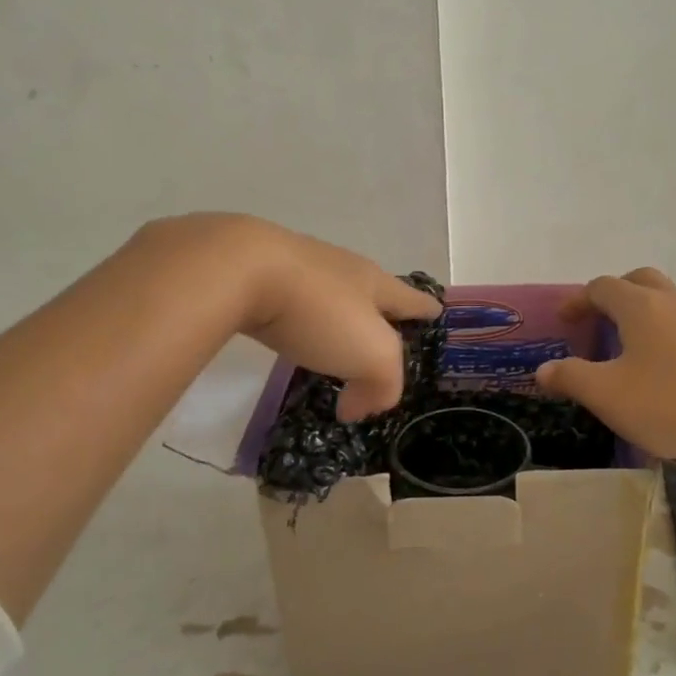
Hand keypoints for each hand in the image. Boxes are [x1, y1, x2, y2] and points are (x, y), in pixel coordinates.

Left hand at [127, 214, 440, 421]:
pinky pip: (289, 302)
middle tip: (382, 338)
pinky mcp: (256, 274)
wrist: (239, 269)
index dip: (426, 310)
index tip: (437, 313)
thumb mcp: (372, 356)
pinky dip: (295, 322)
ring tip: (333, 342)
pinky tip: (286, 334)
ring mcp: (297, 267)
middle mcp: (340, 269)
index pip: (412, 299)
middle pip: (370, 291)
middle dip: (379, 313)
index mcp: (374, 283)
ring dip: (334, 319)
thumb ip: (382, 387)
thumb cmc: (319, 311)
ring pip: (327, 295)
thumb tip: (359, 408)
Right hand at [534, 268, 675, 471]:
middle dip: (614, 295)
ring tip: (630, 351)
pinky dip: (669, 337)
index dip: (578, 300)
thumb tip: (543, 370)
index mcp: (642, 307)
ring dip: (644, 316)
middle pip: (640, 282)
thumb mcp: (607, 396)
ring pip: (669, 304)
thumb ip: (570, 378)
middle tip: (599, 321)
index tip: (564, 321)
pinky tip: (668, 373)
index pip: (602, 287)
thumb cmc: (672, 405)